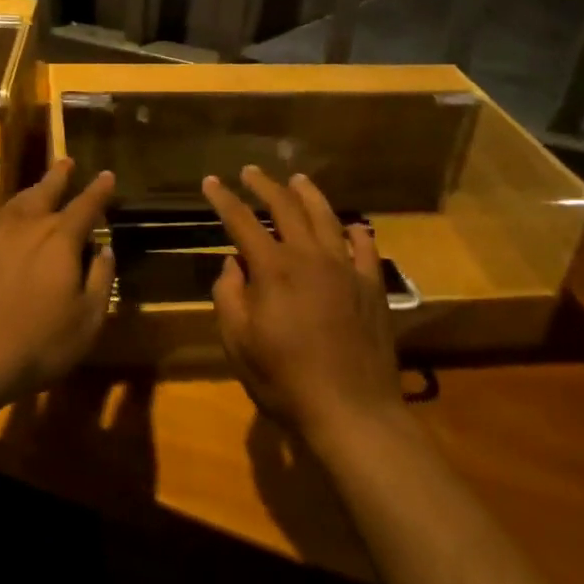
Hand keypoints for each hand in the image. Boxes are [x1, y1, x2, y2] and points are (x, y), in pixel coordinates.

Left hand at [0, 160, 115, 412]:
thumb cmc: (36, 346)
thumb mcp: (86, 322)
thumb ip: (100, 279)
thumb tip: (105, 249)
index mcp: (58, 239)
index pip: (85, 205)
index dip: (99, 190)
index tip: (107, 175)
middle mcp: (23, 226)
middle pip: (44, 191)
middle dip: (58, 176)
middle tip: (66, 162)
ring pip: (14, 205)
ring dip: (30, 195)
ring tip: (37, 190)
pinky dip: (2, 225)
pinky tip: (1, 235)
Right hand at [203, 167, 404, 441]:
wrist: (352, 411)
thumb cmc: (285, 380)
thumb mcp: (238, 343)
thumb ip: (229, 296)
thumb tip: (233, 264)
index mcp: (273, 269)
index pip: (242, 221)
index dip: (223, 199)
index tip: (211, 181)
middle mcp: (310, 257)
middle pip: (286, 207)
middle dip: (265, 185)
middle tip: (250, 172)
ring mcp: (346, 269)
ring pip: (327, 217)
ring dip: (308, 195)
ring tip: (297, 180)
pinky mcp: (373, 286)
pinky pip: (365, 248)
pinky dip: (355, 231)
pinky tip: (352, 226)